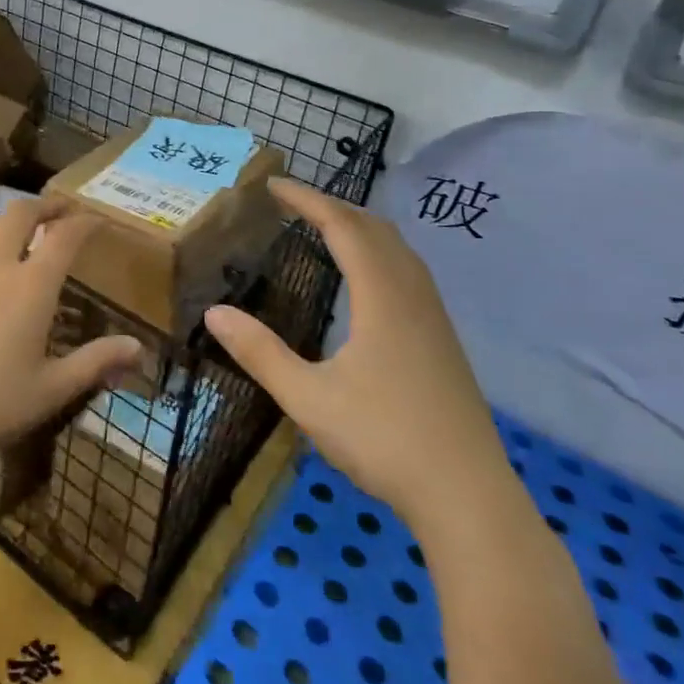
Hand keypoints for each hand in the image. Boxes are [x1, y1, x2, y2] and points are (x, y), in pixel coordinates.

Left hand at [0, 199, 144, 478]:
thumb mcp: (51, 391)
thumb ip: (96, 363)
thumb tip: (139, 348)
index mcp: (31, 286)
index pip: (64, 236)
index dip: (84, 222)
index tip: (98, 220)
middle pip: (21, 213)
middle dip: (46, 206)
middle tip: (61, 212)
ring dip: (11, 221)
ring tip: (24, 233)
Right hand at [205, 179, 507, 523]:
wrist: (469, 498)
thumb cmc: (384, 441)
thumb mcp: (308, 398)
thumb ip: (260, 353)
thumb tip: (214, 313)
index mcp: (382, 298)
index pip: (343, 227)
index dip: (308, 200)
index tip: (273, 185)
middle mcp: (412, 296)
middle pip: (375, 229)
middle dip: (333, 206)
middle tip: (292, 204)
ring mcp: (434, 319)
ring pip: (399, 250)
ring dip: (360, 228)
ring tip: (324, 229)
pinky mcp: (443, 342)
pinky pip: (409, 273)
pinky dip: (379, 253)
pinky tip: (366, 281)